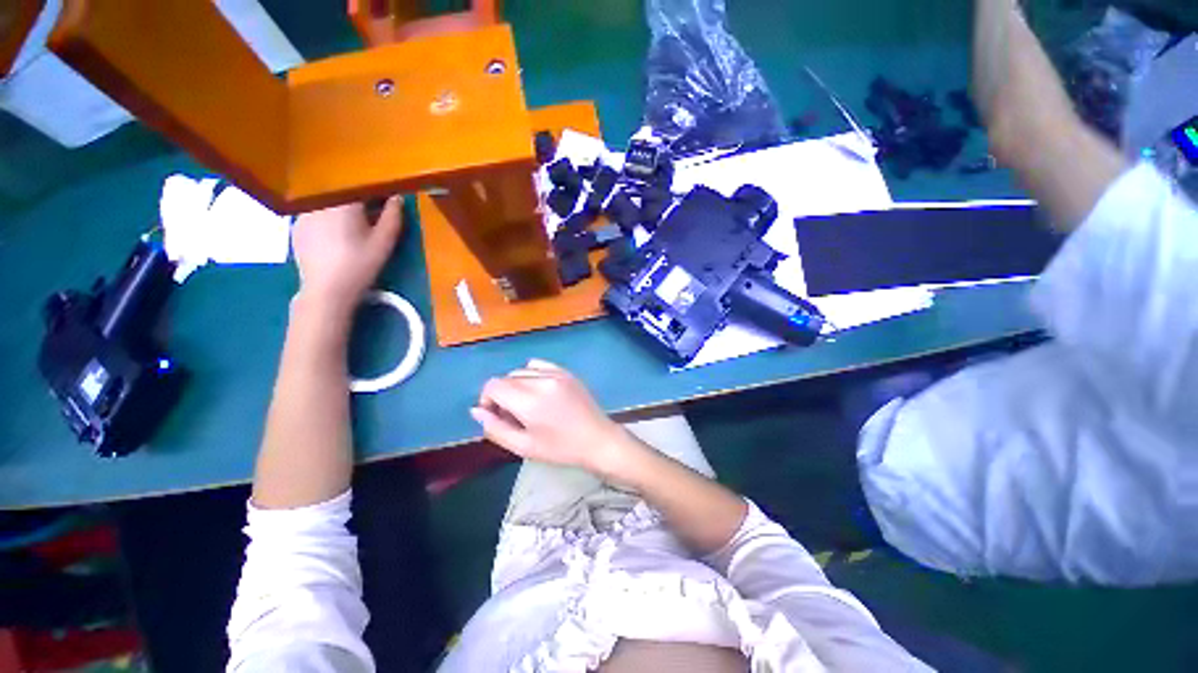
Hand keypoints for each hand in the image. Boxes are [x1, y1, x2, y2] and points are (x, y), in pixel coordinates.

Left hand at [291, 196, 403, 312]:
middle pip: (342, 191)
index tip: (387, 199)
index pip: (362, 184)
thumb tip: (397, 197)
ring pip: (327, 201)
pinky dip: (327, 216)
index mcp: (343, 202)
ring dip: (342, 207)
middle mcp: (320, 200)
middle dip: (359, 198)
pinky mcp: (296, 225)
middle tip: (372, 213)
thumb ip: (393, 216)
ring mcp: (304, 212)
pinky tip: (335, 235)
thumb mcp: (384, 242)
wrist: (326, 290)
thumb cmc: (360, 265)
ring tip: (353, 225)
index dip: (377, 190)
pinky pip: (315, 212)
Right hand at [471, 360, 636, 479]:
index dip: (487, 400)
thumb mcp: (524, 447)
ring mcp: (556, 373)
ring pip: (521, 371)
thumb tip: (476, 410)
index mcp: (529, 400)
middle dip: (502, 395)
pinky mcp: (566, 371)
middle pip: (506, 378)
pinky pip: (539, 365)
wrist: (597, 439)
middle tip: (514, 416)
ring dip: (516, 385)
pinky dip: (531, 375)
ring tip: (528, 404)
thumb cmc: (560, 448)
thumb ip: (495, 428)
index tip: (496, 416)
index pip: (493, 385)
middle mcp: (541, 380)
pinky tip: (539, 391)